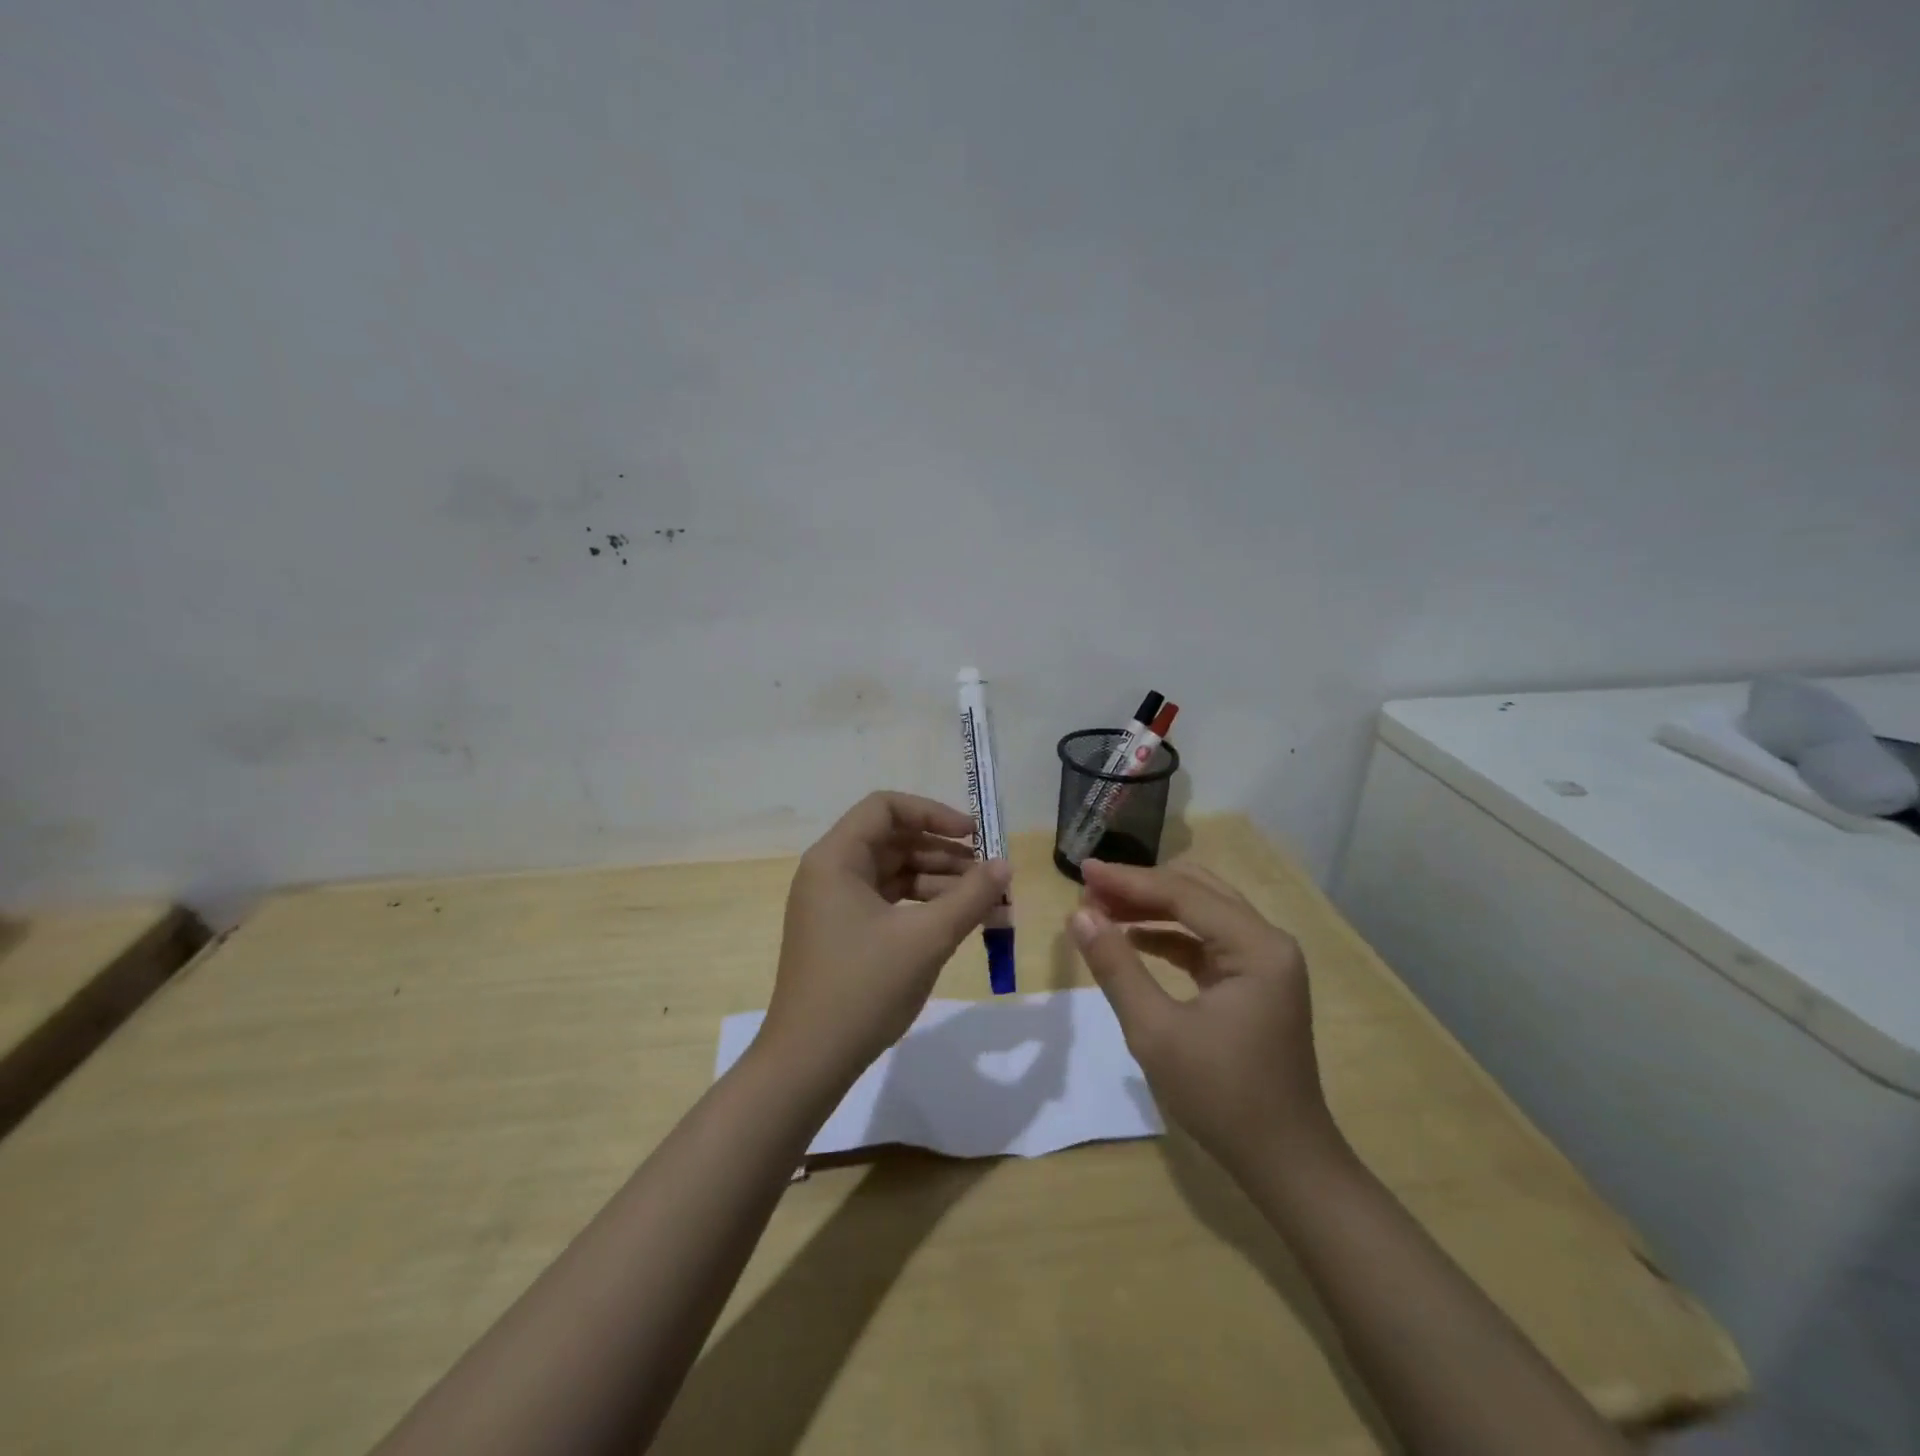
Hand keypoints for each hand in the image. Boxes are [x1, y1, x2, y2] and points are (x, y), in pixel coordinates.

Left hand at [761, 792, 1009, 1086]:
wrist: (808, 1062)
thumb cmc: (863, 989)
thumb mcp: (926, 939)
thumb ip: (970, 896)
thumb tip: (1004, 864)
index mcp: (836, 859)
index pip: (886, 808)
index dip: (933, 813)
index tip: (974, 835)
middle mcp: (830, 872)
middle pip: (894, 841)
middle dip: (945, 854)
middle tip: (989, 875)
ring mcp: (834, 905)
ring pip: (895, 874)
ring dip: (940, 883)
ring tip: (987, 904)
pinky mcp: (843, 933)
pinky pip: (889, 903)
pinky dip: (923, 908)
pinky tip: (959, 923)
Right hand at [1068, 859, 1336, 1179]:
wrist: (1285, 1163)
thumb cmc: (1222, 1096)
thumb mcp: (1156, 1031)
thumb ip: (1116, 967)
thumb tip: (1079, 915)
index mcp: (1256, 946)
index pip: (1184, 893)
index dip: (1129, 880)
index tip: (1082, 870)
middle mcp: (1267, 941)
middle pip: (1196, 892)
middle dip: (1140, 888)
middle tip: (1089, 889)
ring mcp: (1265, 962)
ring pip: (1201, 913)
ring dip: (1152, 908)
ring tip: (1102, 910)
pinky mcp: (1254, 982)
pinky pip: (1206, 941)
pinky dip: (1168, 935)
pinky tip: (1132, 938)